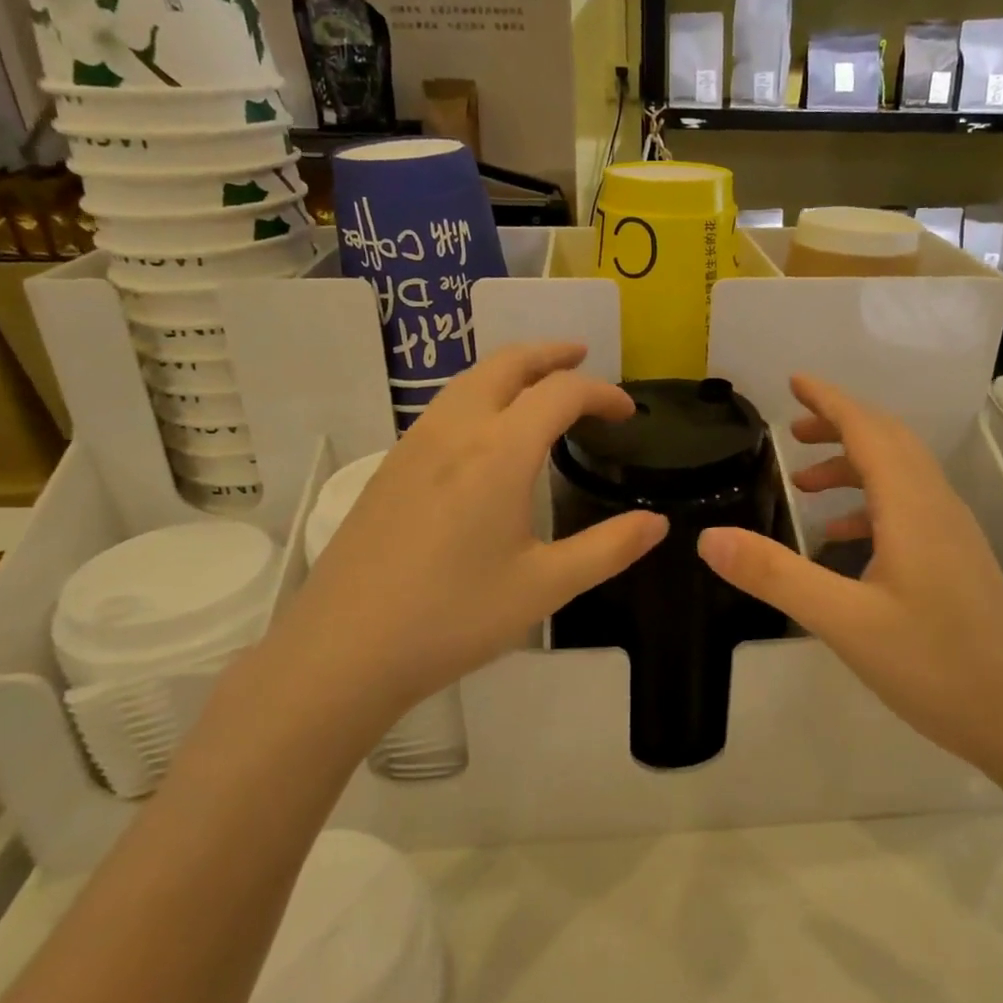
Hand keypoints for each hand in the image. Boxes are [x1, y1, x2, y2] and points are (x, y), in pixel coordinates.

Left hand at [267, 344, 666, 723]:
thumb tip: (658, 524)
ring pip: (469, 380)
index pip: (561, 393)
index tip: (627, 413)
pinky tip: (486, 433)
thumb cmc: (454, 617)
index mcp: (499, 451)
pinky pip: (444, 407)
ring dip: (511, 369)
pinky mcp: (389, 467)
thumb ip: (608, 549)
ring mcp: (414, 445)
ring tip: (539, 385)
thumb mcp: (545, 587)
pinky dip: (480, 394)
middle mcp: (455, 431)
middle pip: (507, 363)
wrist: (344, 649)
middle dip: (550, 353)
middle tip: (582, 356)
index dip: (602, 393)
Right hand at [697, 375, 1002, 773]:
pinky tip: (841, 538)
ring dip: (853, 464)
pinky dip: (869, 503)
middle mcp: (936, 506)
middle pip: (888, 441)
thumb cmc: (936, 666)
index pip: (868, 429)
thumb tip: (709, 537)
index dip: (829, 400)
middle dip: (839, 424)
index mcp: (912, 506)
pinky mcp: (956, 560)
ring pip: (900, 474)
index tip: (793, 381)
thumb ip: (776, 576)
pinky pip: (908, 507)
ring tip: (804, 484)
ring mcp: (952, 533)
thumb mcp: (844, 622)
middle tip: (790, 428)